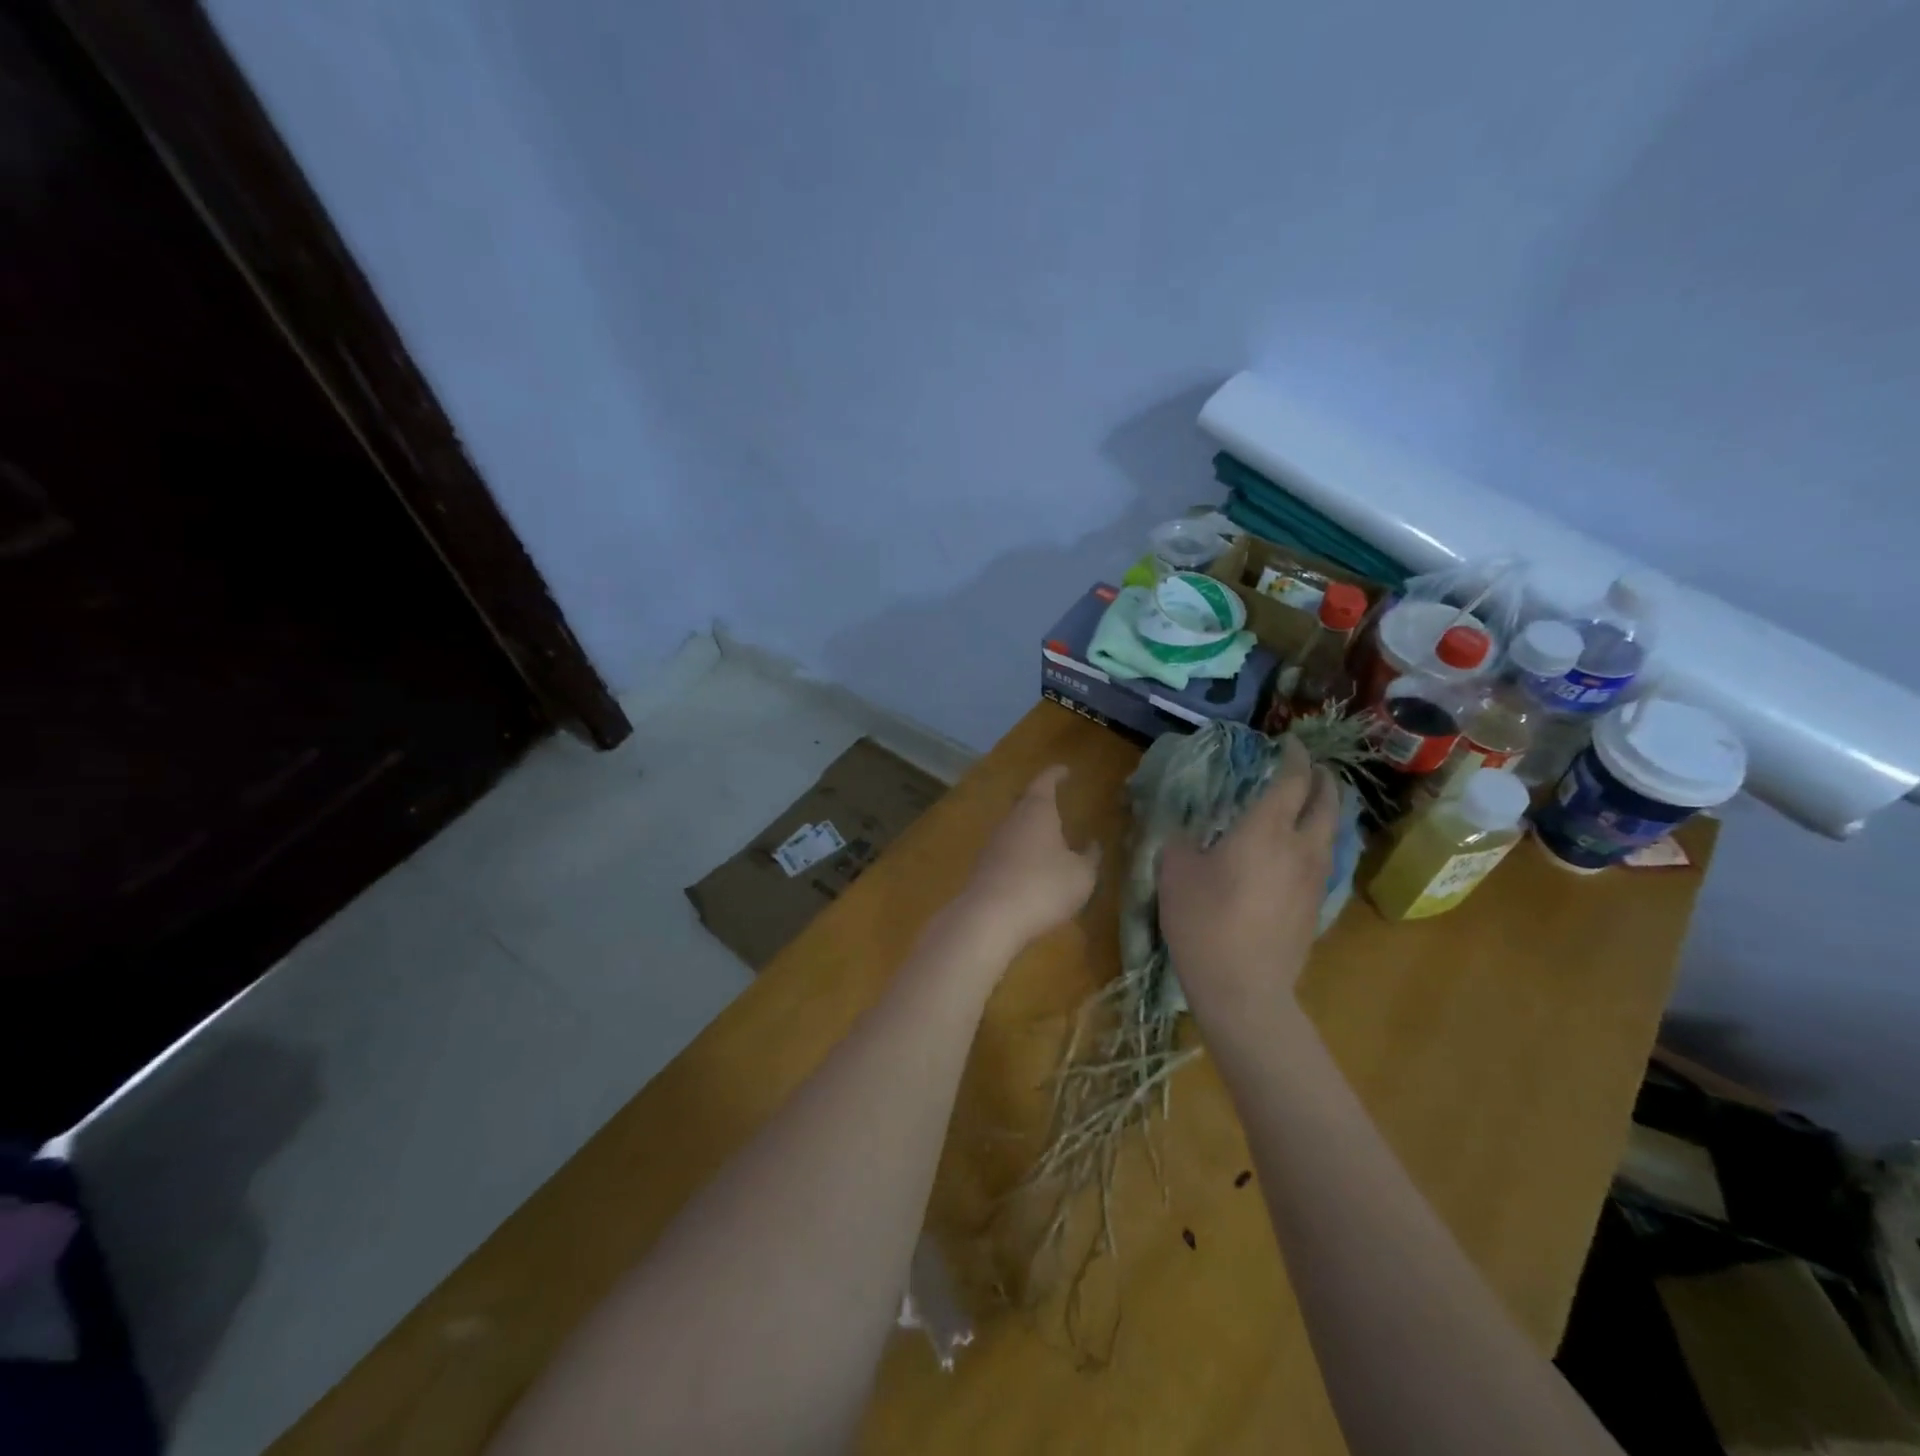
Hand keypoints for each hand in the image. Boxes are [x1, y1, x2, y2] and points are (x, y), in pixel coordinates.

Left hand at [960, 765, 1100, 949]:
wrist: (989, 918)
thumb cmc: (1043, 887)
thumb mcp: (1081, 875)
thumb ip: (1089, 857)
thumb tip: (1092, 844)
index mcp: (1037, 811)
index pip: (1045, 782)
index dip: (1055, 774)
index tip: (1065, 770)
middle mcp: (1011, 820)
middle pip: (1025, 802)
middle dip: (1040, 801)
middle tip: (1055, 801)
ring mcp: (993, 844)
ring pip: (1014, 827)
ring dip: (1030, 830)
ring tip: (1048, 839)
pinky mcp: (983, 868)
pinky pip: (1006, 851)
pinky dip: (1020, 853)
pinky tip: (1030, 868)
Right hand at [1157, 736, 1337, 1016]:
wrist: (1243, 986)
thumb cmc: (1203, 921)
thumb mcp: (1175, 872)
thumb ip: (1181, 840)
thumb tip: (1187, 832)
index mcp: (1265, 829)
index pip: (1292, 780)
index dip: (1293, 756)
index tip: (1287, 742)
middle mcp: (1300, 846)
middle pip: (1328, 801)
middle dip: (1322, 778)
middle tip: (1308, 768)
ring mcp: (1315, 877)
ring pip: (1333, 830)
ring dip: (1325, 809)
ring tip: (1309, 803)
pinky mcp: (1317, 905)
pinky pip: (1325, 857)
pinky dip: (1318, 839)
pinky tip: (1299, 849)